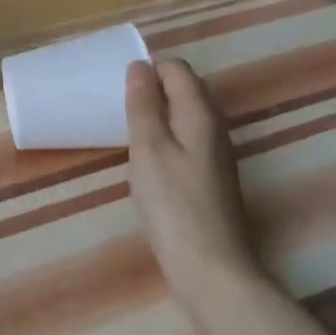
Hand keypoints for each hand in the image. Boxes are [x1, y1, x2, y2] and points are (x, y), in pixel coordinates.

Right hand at [124, 59, 263, 306]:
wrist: (211, 268)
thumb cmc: (173, 204)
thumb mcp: (148, 148)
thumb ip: (143, 105)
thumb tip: (140, 66)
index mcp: (200, 113)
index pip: (176, 68)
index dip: (148, 71)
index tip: (120, 90)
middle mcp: (214, 126)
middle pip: (184, 89)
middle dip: (152, 90)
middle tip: (120, 109)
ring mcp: (215, 153)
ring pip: (184, 115)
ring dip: (157, 116)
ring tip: (128, 132)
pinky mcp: (210, 177)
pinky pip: (186, 139)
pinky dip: (165, 138)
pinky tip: (147, 161)